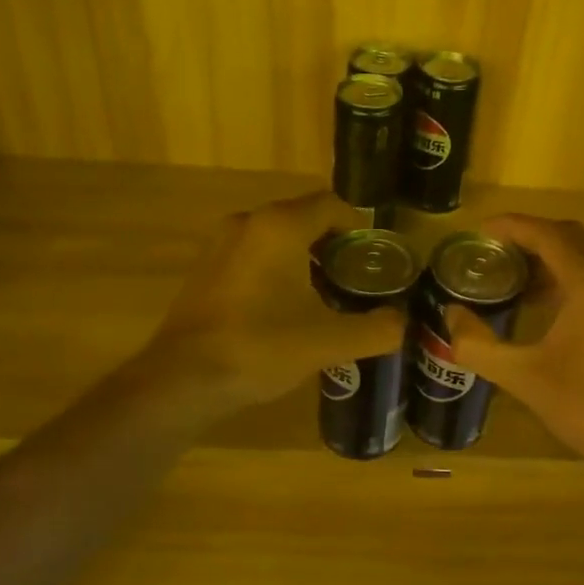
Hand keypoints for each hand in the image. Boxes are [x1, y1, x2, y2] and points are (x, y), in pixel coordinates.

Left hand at [132, 190, 407, 419]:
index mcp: (280, 227)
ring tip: (326, 297)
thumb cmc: (260, 348)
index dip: (359, 228)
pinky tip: (284, 309)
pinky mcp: (205, 269)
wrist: (182, 379)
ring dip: (305, 259)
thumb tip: (400, 323)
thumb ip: (375, 330)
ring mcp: (220, 244)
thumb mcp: (328, 342)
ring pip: (277, 238)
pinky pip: (253, 255)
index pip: (332, 205)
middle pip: (304, 218)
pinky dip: (276, 270)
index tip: (375, 260)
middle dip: (335, 246)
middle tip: (356, 281)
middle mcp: (248, 223)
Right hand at [445, 214, 583, 470]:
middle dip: (530, 238)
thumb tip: (451, 315)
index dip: (511, 227)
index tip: (479, 231)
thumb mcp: (522, 376)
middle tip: (493, 254)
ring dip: (551, 257)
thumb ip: (477, 344)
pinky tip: (545, 303)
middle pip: (569, 236)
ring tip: (512, 278)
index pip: (547, 234)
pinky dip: (571, 275)